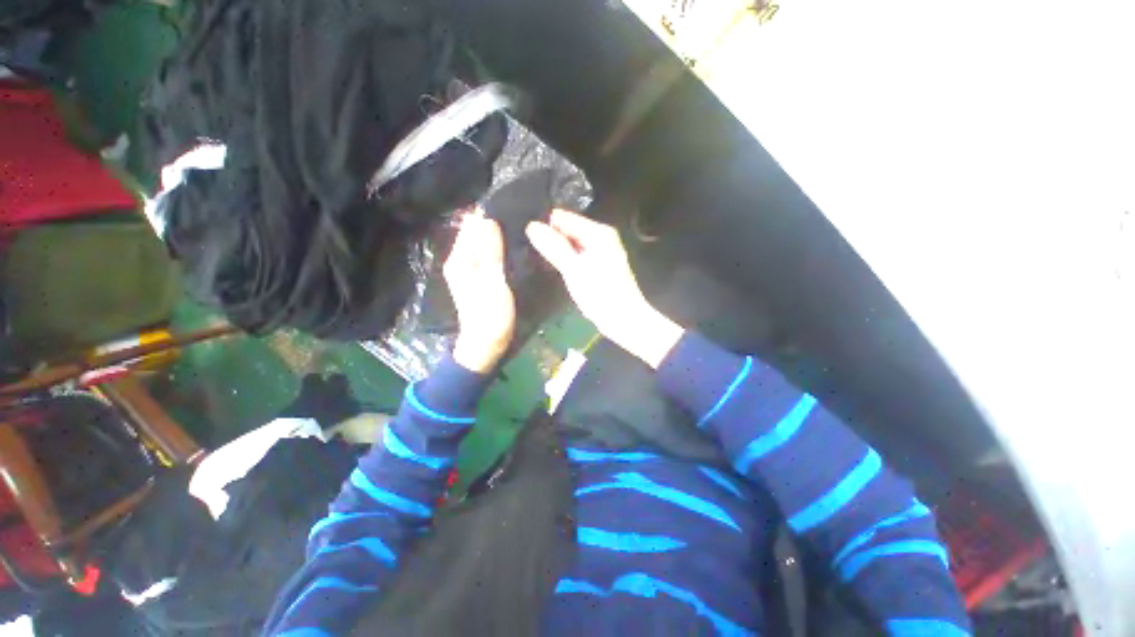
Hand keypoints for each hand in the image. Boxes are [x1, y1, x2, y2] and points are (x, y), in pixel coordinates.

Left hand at [444, 214, 515, 372]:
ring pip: (481, 243)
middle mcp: (459, 259)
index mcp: (460, 258)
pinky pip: (486, 254)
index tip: (513, 209)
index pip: (470, 224)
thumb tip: (487, 218)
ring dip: (497, 236)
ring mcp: (467, 269)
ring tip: (520, 231)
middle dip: (494, 224)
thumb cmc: (491, 315)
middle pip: (475, 232)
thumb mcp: (493, 282)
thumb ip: (490, 252)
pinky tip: (512, 248)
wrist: (486, 344)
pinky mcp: (477, 277)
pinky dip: (498, 248)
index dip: (489, 214)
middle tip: (521, 221)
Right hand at [526, 209, 682, 367]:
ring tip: (538, 259)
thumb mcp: (573, 269)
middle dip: (551, 238)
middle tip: (531, 251)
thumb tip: (531, 225)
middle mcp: (601, 236)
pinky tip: (555, 268)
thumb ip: (554, 247)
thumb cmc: (600, 294)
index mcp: (598, 232)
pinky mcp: (599, 265)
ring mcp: (601, 251)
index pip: (563, 217)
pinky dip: (566, 259)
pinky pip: (577, 254)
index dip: (545, 226)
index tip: (528, 239)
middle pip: (568, 228)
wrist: (624, 319)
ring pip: (571, 243)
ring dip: (557, 249)